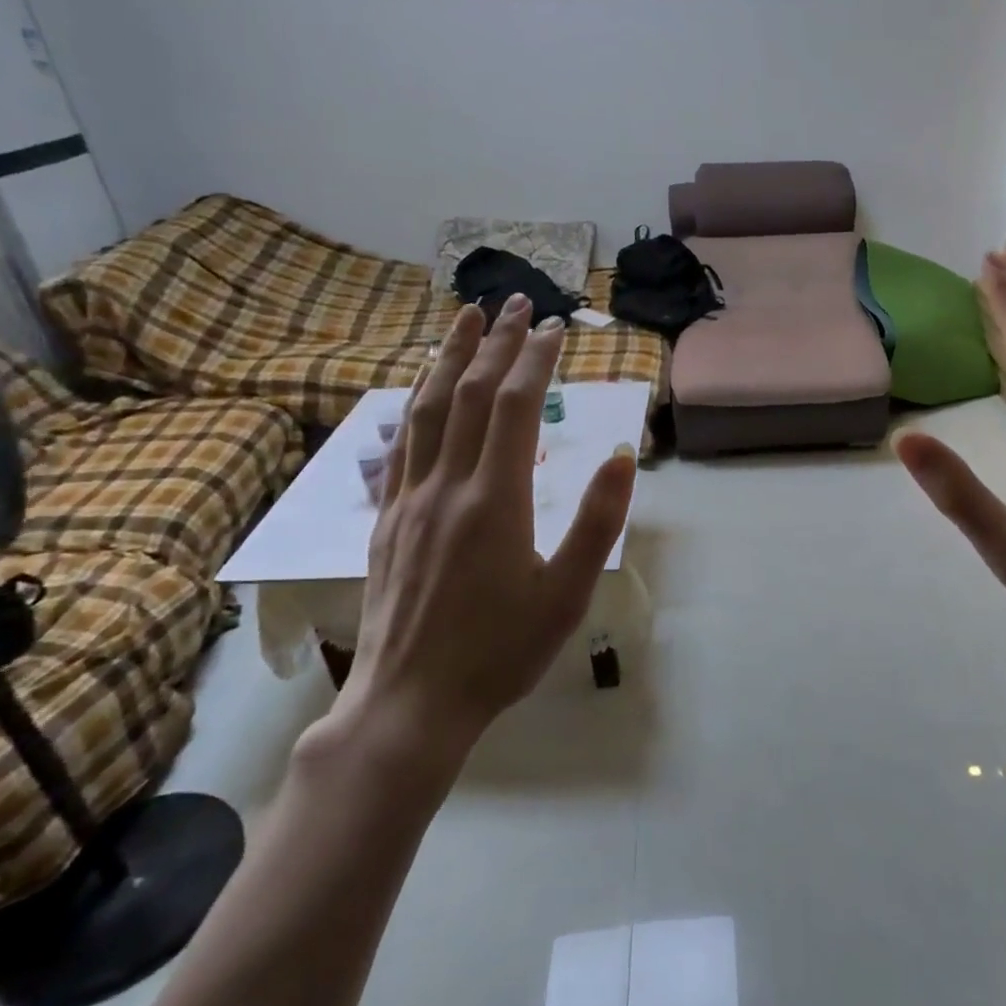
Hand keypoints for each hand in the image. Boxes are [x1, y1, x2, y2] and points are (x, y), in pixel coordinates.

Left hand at [322, 294, 637, 789]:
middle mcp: (447, 486)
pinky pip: (400, 445)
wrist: (410, 703)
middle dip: (495, 342)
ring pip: (426, 410)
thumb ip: (598, 522)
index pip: (515, 407)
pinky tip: (418, 389)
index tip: (554, 328)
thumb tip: (618, 455)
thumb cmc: (500, 651)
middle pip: (468, 394)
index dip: (535, 360)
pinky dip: (412, 403)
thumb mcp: (567, 594)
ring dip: (447, 358)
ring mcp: (409, 500)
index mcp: (496, 500)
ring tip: (461, 320)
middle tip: (515, 302)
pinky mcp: (386, 519)